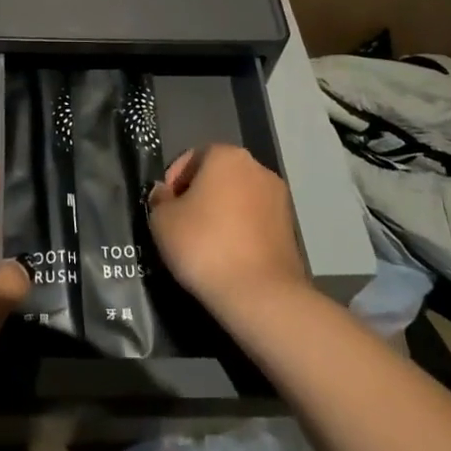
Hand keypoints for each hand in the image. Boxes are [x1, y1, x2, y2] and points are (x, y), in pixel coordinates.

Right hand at [147, 145, 309, 317]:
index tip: (165, 210)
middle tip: (181, 226)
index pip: (190, 159)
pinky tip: (228, 258)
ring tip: (205, 246)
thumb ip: (159, 200)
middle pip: (217, 177)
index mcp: (226, 155)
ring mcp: (279, 199)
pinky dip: (240, 233)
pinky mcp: (291, 230)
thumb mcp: (162, 220)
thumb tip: (165, 195)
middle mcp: (257, 168)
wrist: (262, 296)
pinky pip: (255, 223)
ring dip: (221, 215)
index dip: (173, 183)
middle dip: (198, 197)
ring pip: (238, 200)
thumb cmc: (205, 245)